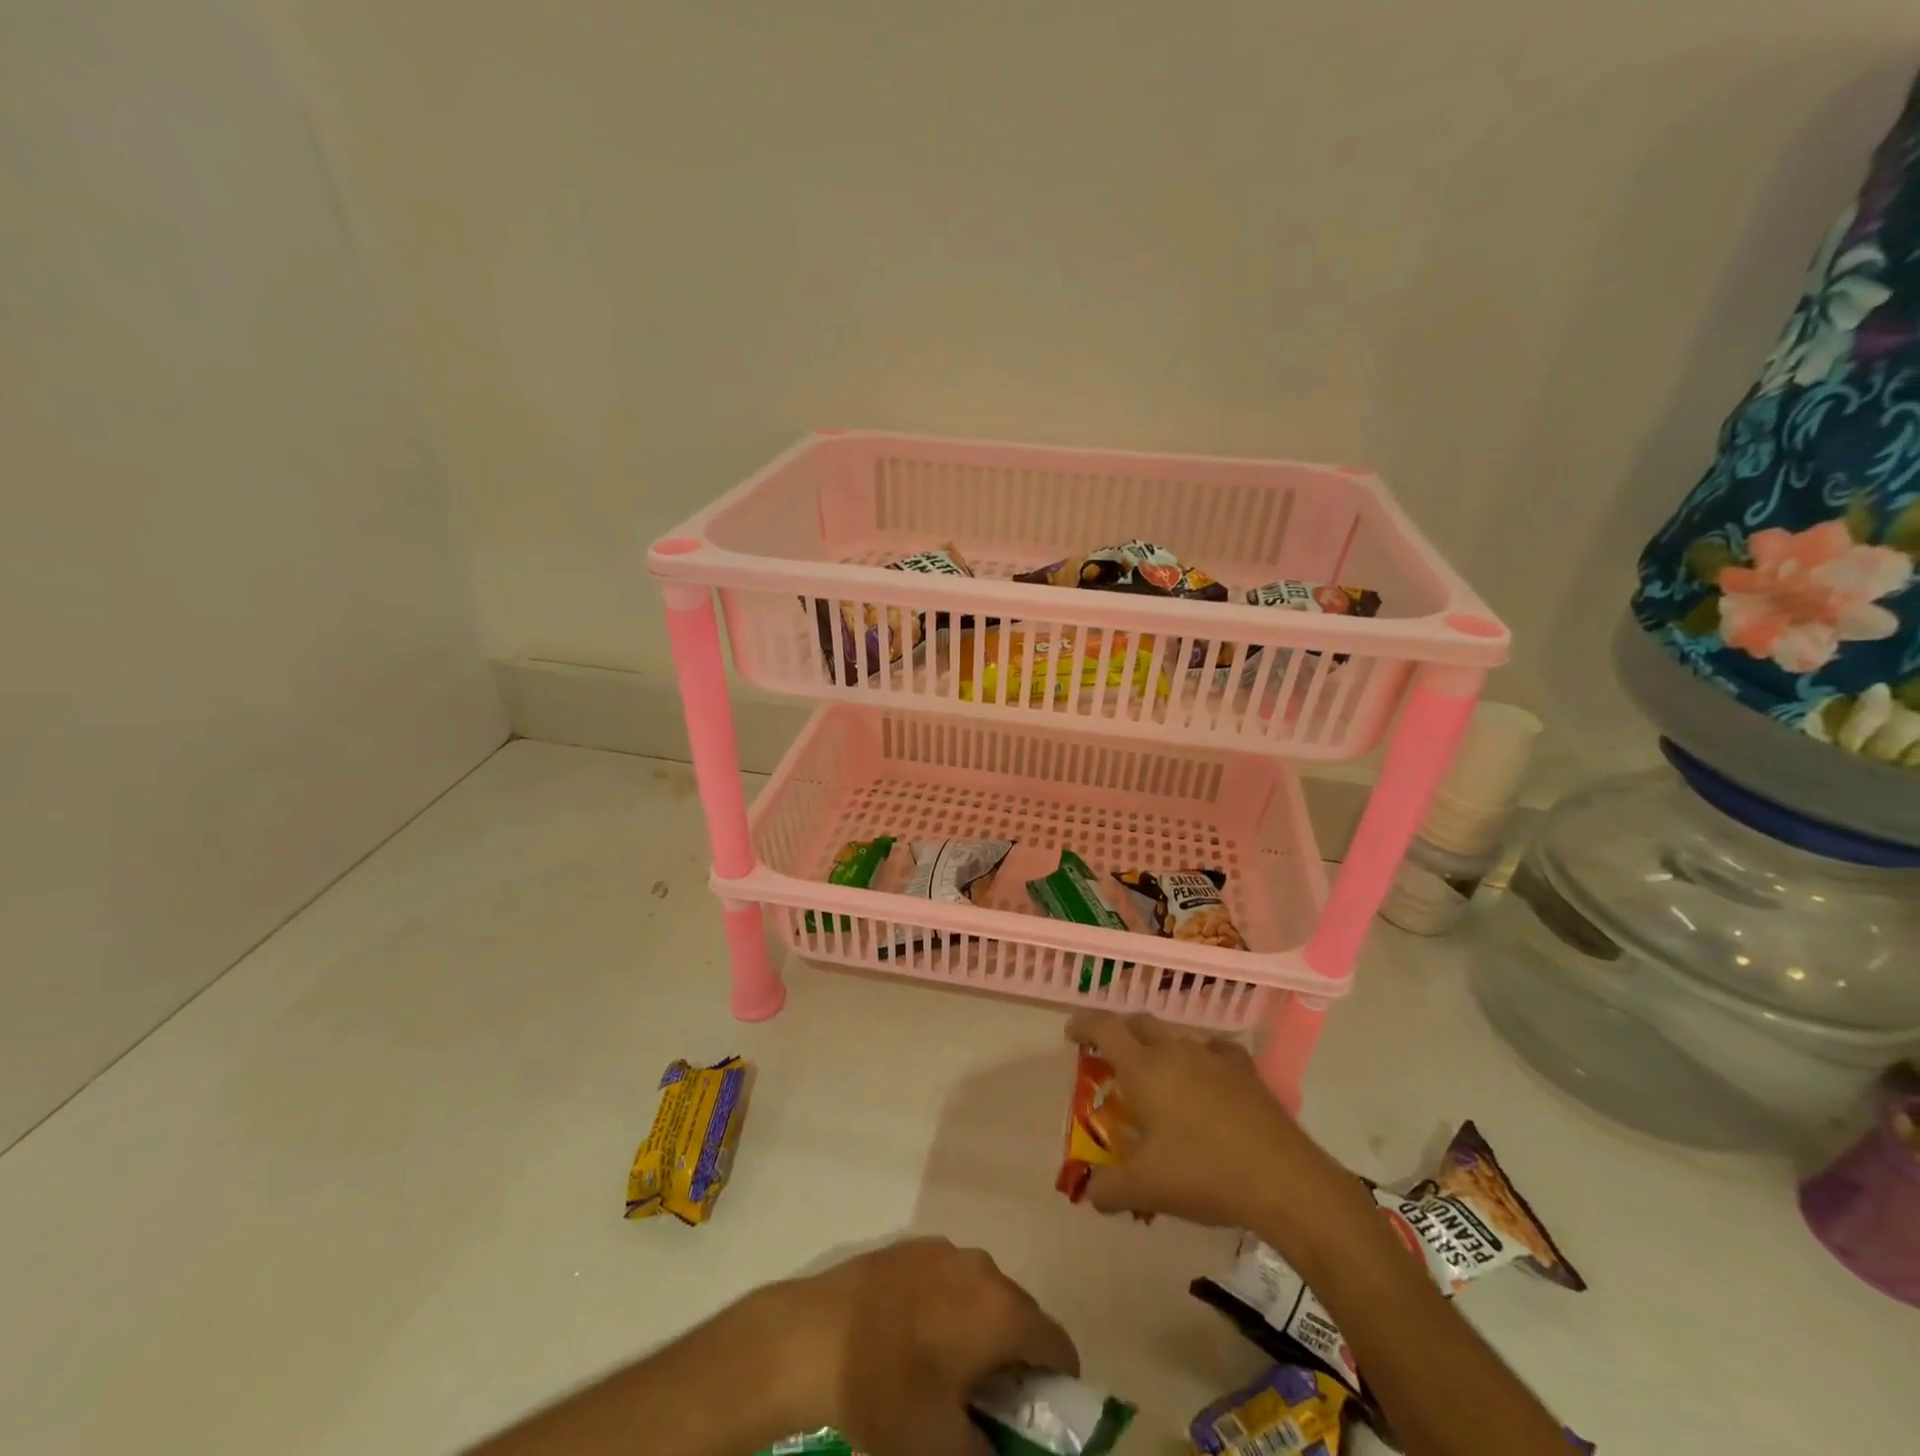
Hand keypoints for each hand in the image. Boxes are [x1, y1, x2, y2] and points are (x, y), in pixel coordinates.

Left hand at [758, 1237, 1077, 1455]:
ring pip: (983, 1291)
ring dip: (982, 1326)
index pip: (1056, 1344)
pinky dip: (950, 1305)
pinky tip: (918, 1335)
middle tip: (994, 1399)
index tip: (1040, 1413)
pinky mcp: (912, 1245)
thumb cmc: (887, 1393)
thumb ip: (987, 1453)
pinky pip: (950, 1277)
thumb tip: (997, 1448)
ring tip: (951, 1366)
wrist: (815, 1336)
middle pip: (1021, 1312)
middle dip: (1017, 1355)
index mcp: (1002, 1311)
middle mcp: (982, 1268)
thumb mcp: (943, 1448)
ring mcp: (945, 1250)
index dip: (1057, 1382)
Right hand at [1064, 1011, 1366, 1238]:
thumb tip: (1089, 1191)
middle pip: (1139, 1024)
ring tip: (1158, 1082)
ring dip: (1159, 1050)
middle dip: (1119, 1034)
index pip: (1105, 1027)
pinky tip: (1206, 1082)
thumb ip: (1107, 1188)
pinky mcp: (1246, 1071)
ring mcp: (1214, 1057)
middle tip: (1110, 1059)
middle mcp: (1175, 1051)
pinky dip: (1200, 1060)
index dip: (1083, 1024)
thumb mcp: (1145, 1189)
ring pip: (1176, 1038)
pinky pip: (1214, 1051)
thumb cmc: (1203, 1175)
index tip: (1072, 1034)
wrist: (1284, 1181)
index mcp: (1144, 1068)